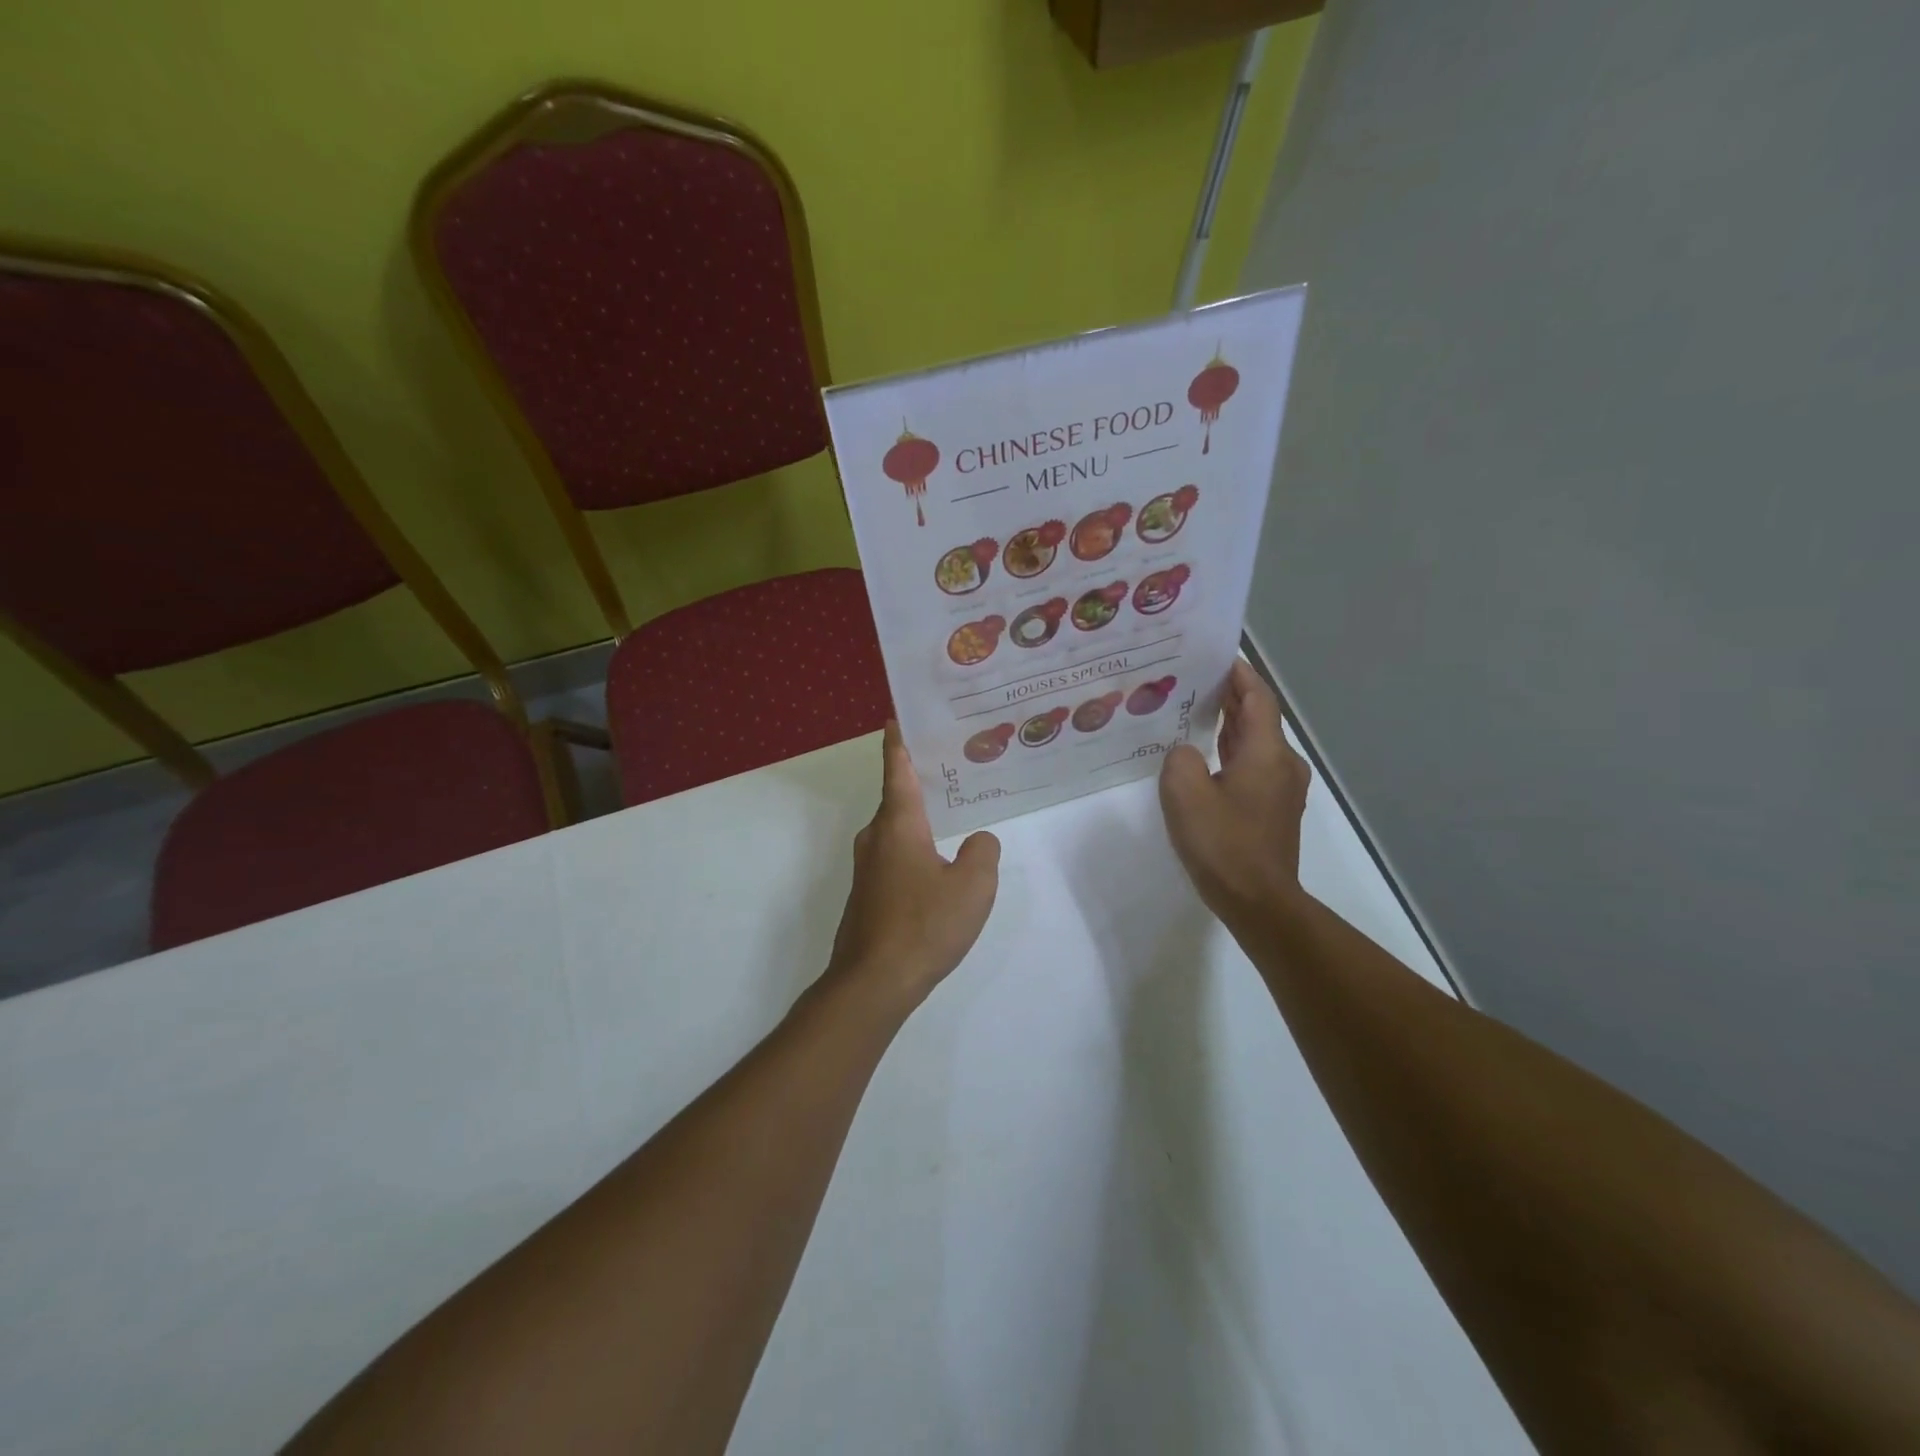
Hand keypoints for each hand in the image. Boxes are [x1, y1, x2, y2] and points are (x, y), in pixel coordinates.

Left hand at [825, 722, 1000, 1013]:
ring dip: (919, 817)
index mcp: (898, 824)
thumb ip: (983, 853)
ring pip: (896, 829)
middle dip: (921, 780)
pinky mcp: (867, 894)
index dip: (899, 742)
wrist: (873, 982)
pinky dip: (914, 847)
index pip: (898, 769)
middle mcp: (876, 837)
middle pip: (897, 797)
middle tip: (953, 764)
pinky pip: (894, 855)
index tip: (897, 717)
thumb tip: (978, 842)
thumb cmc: (924, 925)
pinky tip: (938, 863)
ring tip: (953, 812)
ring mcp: (867, 868)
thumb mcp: (972, 886)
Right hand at [1159, 661, 1310, 926]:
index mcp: (1267, 753)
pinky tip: (1204, 756)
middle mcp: (1283, 764)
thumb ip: (1180, 759)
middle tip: (1195, 679)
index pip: (1257, 698)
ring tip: (1194, 710)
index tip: (1216, 655)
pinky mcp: (1273, 809)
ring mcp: (1281, 788)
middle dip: (1231, 696)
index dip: (1240, 674)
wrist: (1258, 901)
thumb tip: (1186, 753)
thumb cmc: (1223, 844)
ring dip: (1229, 724)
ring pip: (1255, 743)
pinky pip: (1252, 766)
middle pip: (1258, 718)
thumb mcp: (1185, 794)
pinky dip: (1231, 751)